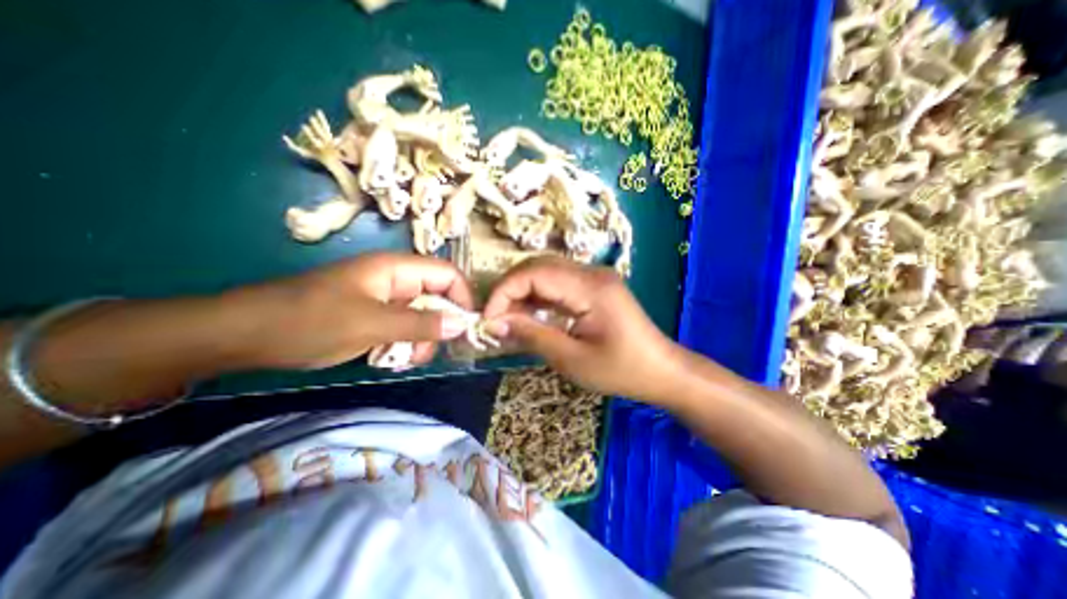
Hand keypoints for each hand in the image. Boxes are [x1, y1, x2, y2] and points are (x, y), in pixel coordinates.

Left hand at [240, 254, 474, 368]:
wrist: (245, 334)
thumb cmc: (309, 322)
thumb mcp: (371, 324)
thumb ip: (421, 323)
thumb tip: (463, 324)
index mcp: (397, 269)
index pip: (448, 275)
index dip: (462, 298)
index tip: (466, 328)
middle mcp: (396, 280)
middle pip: (438, 298)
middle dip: (438, 326)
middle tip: (424, 352)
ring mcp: (385, 298)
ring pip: (423, 316)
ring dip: (420, 339)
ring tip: (401, 359)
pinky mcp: (374, 315)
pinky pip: (404, 327)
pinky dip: (404, 343)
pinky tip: (388, 358)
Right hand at [486, 254, 683, 400]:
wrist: (662, 371)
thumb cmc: (621, 370)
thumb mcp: (572, 359)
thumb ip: (532, 335)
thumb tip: (495, 323)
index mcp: (589, 287)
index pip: (533, 273)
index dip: (504, 292)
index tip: (487, 319)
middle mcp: (591, 272)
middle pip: (537, 266)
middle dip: (509, 290)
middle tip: (495, 320)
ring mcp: (594, 277)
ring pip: (545, 273)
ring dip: (522, 293)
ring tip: (507, 320)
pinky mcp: (594, 287)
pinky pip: (558, 284)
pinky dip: (538, 297)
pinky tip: (529, 316)